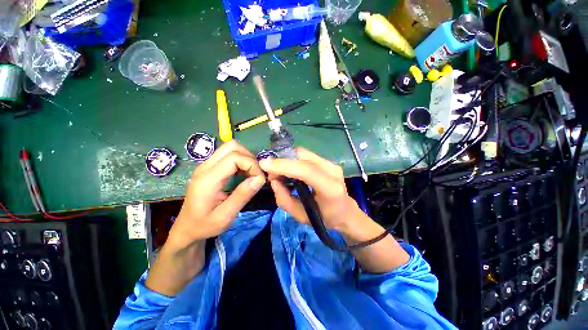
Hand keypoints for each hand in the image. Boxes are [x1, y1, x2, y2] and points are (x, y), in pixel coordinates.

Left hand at [169, 140, 265, 249]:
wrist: (186, 229)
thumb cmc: (204, 225)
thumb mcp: (225, 216)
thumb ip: (242, 195)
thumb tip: (260, 178)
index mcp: (207, 179)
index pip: (234, 158)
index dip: (251, 165)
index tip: (260, 179)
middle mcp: (205, 167)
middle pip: (231, 146)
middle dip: (249, 157)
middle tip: (256, 174)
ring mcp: (206, 165)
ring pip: (230, 148)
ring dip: (245, 157)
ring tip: (251, 173)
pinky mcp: (209, 167)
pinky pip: (228, 155)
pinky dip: (240, 160)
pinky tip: (243, 173)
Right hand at [259, 147, 360, 233]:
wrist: (346, 212)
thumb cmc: (325, 218)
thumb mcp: (300, 216)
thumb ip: (284, 199)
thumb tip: (274, 181)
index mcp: (330, 188)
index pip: (305, 170)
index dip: (283, 165)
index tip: (264, 164)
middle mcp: (333, 171)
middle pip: (303, 156)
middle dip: (282, 160)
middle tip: (271, 171)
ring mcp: (332, 164)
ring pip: (303, 153)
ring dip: (287, 159)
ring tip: (279, 171)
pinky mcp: (329, 161)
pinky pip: (306, 156)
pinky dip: (293, 160)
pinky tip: (289, 169)